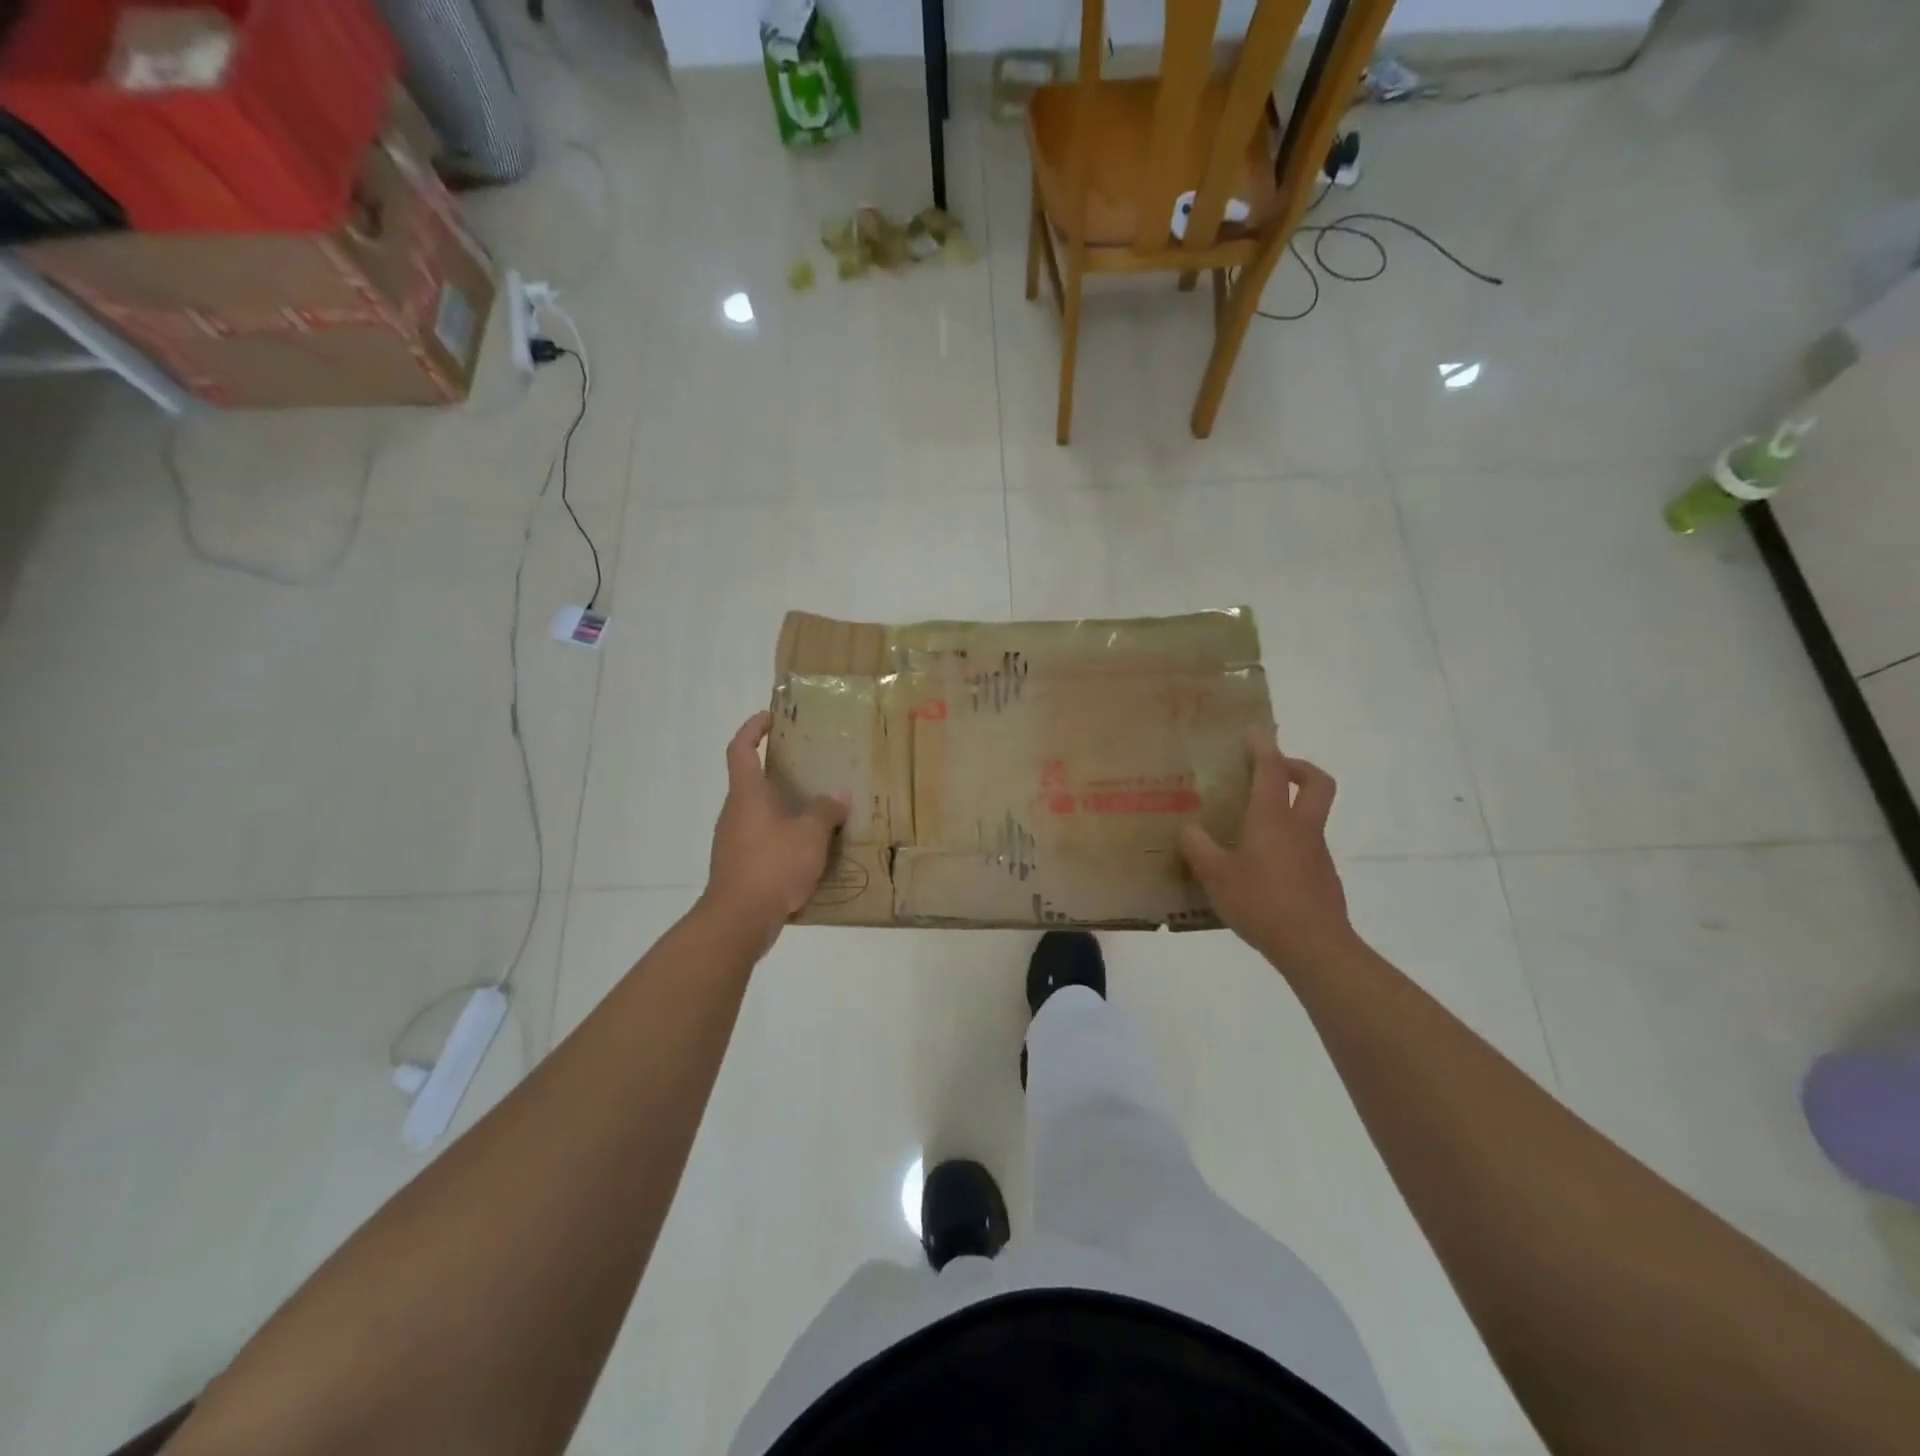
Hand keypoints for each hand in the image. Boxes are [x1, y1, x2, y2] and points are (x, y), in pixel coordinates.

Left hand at [703, 712, 849, 952]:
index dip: (752, 729)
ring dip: (784, 809)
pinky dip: (782, 838)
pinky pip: (762, 840)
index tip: (770, 718)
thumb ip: (825, 810)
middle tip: (811, 770)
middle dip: (779, 773)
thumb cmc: (773, 864)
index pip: (741, 749)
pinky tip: (807, 852)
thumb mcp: (811, 834)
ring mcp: (733, 841)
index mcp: (747, 794)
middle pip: (751, 782)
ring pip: (759, 814)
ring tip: (817, 812)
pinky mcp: (738, 866)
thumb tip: (838, 795)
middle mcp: (735, 812)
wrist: (738, 919)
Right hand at [1179, 729, 1354, 972]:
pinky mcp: (1323, 878)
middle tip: (1275, 769)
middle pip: (1316, 782)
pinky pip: (1305, 849)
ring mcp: (1316, 853)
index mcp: (1272, 818)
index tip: (1254, 731)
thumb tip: (1188, 829)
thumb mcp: (1215, 874)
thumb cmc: (1261, 901)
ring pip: (1311, 817)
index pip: (1272, 769)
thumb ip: (1197, 847)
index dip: (1263, 746)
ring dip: (1289, 810)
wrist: (1314, 946)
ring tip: (1252, 830)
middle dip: (1298, 767)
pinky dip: (1287, 846)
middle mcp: (1300, 828)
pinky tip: (1262, 870)